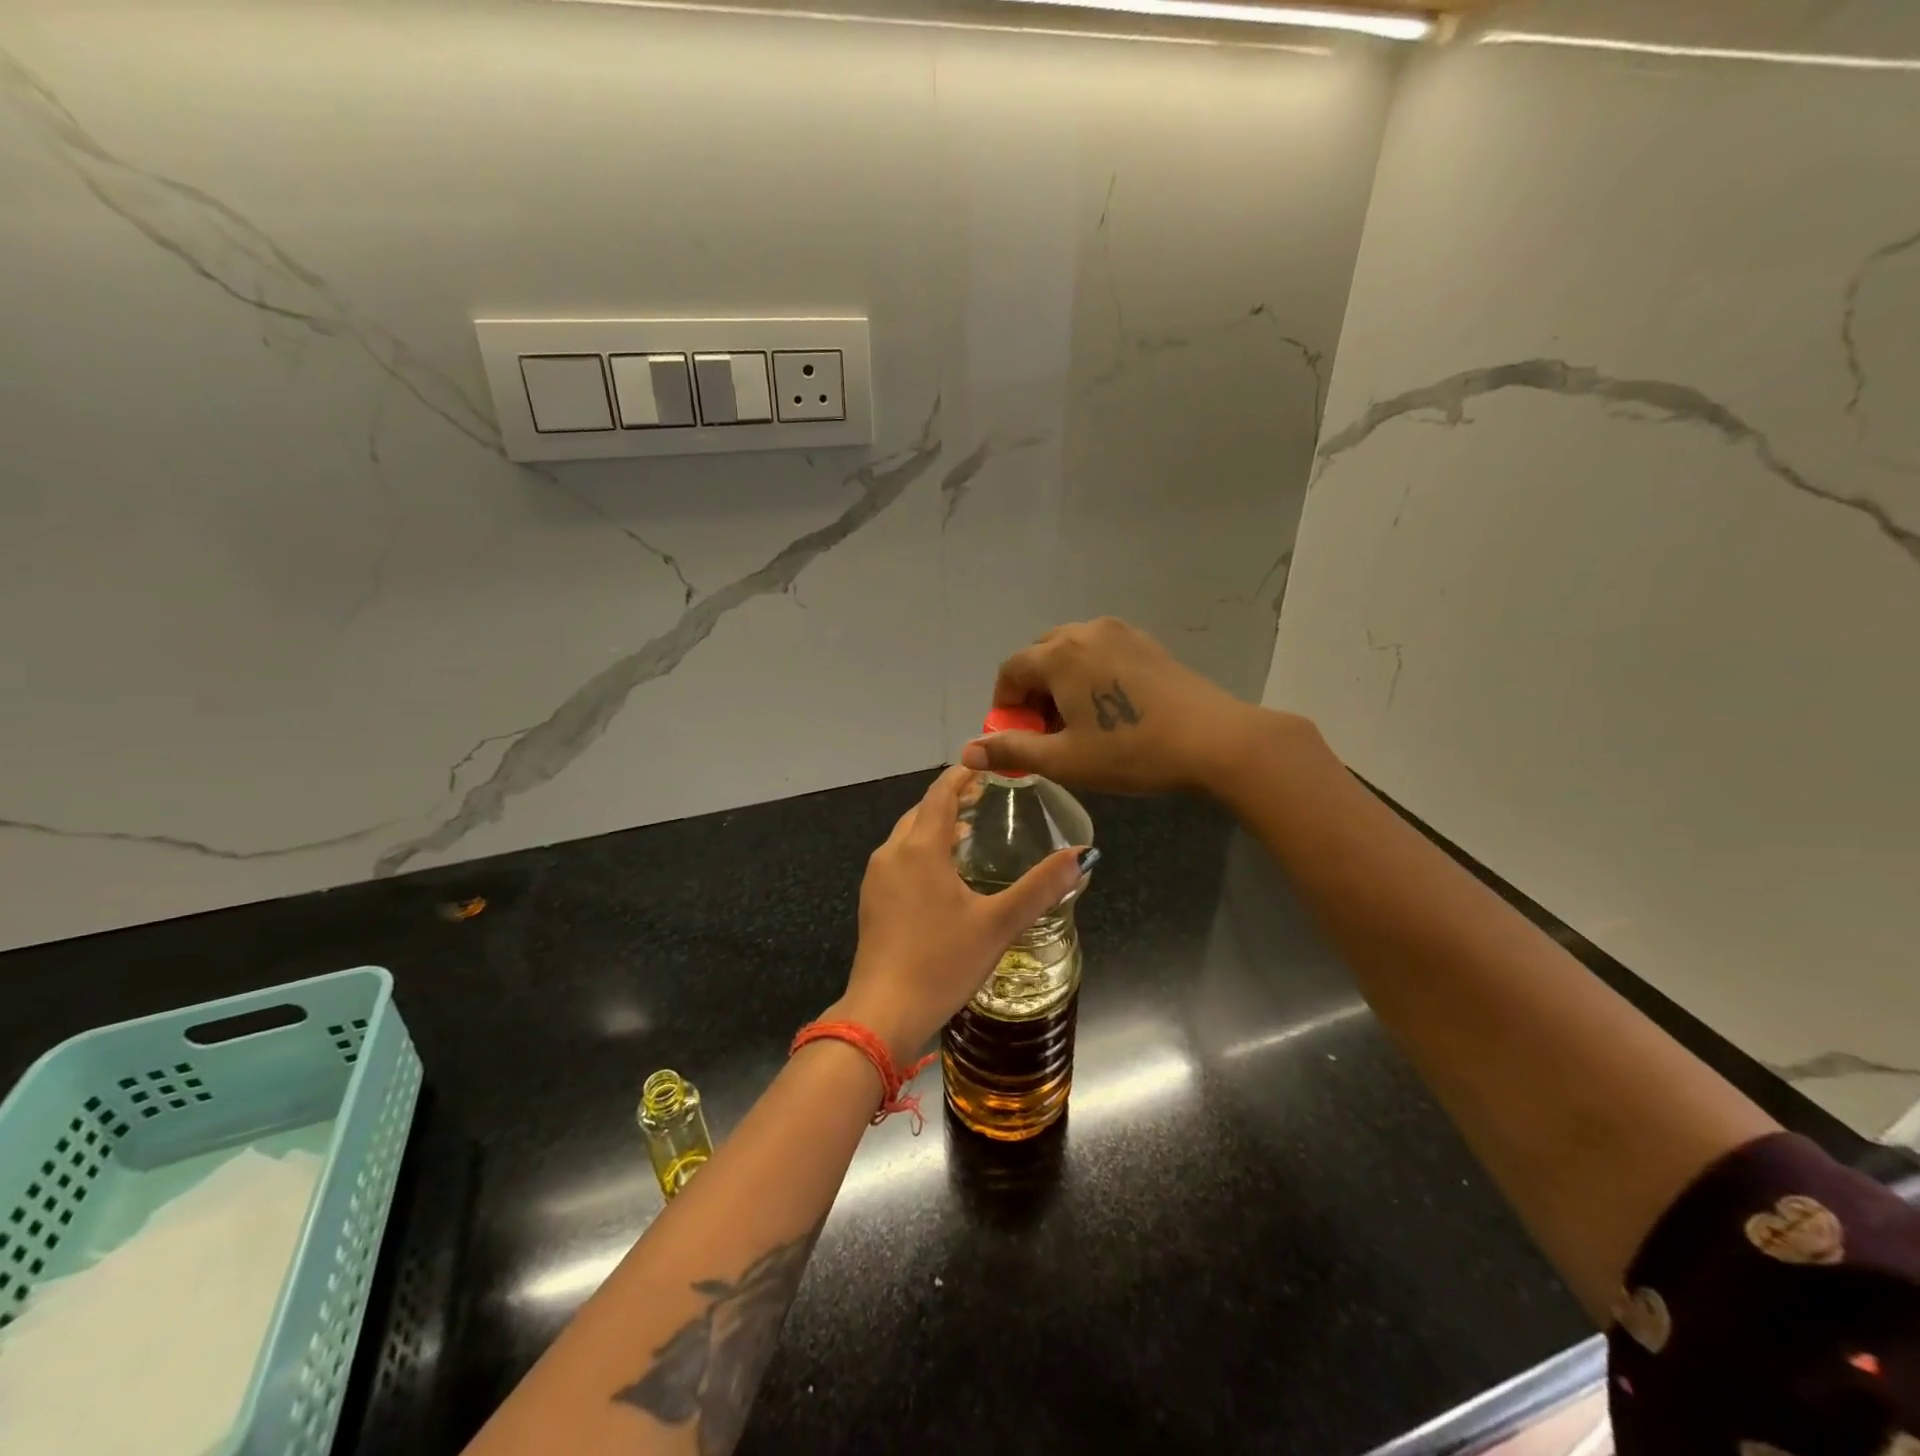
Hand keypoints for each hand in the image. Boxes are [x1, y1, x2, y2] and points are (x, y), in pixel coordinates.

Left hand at [829, 765, 1085, 1062]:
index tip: (986, 766)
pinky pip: (899, 859)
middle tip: (984, 798)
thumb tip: (1083, 855)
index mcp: (921, 848)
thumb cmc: (942, 962)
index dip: (962, 776)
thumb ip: (1041, 887)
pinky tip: (943, 874)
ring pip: (908, 836)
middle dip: (951, 799)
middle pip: (922, 812)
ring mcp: (877, 878)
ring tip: (969, 831)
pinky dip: (922, 850)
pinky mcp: (872, 901)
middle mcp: (892, 853)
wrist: (884, 1012)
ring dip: (936, 826)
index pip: (940, 794)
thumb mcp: (998, 924)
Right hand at [958, 617, 1271, 794]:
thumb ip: (1012, 750)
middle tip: (1047, 732)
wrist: (1214, 740)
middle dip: (1033, 692)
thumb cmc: (1131, 751)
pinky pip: (1101, 653)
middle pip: (1040, 656)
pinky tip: (1110, 709)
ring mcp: (1120, 632)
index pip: (1011, 671)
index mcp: (1059, 654)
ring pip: (1072, 652)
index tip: (1016, 737)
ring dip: (1061, 683)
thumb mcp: (1064, 760)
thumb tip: (967, 751)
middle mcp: (1085, 631)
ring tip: (1078, 722)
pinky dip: (1089, 675)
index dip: (1005, 705)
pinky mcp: (1147, 643)